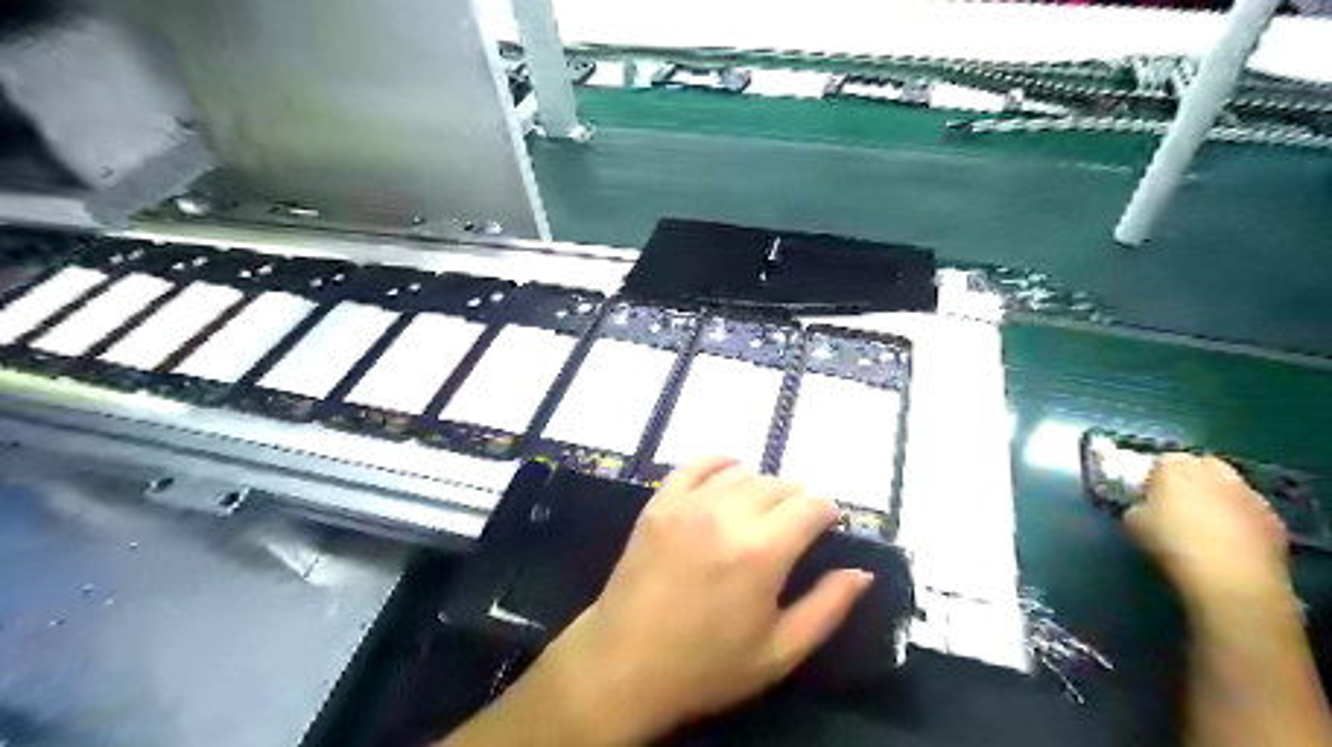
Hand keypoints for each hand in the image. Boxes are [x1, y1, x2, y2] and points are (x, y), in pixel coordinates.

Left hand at [530, 456, 874, 739]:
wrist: (625, 664)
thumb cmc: (707, 666)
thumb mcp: (779, 652)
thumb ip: (827, 608)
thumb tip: (862, 572)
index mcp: (762, 552)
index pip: (810, 508)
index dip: (827, 513)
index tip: (828, 526)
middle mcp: (728, 516)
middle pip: (778, 485)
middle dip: (796, 500)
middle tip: (795, 523)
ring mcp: (689, 504)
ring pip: (741, 473)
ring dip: (761, 485)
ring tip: (762, 508)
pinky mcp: (660, 503)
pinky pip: (695, 465)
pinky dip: (718, 462)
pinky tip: (729, 471)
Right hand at [1120, 453, 1291, 608]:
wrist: (1230, 579)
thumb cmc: (1171, 545)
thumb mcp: (1132, 522)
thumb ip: (1138, 505)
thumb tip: (1145, 506)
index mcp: (1176, 468)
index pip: (1162, 460)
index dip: (1155, 475)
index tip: (1148, 493)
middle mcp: (1215, 473)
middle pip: (1202, 465)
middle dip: (1191, 478)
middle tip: (1177, 502)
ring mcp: (1249, 494)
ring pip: (1229, 487)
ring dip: (1217, 497)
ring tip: (1205, 524)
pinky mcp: (1273, 519)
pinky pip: (1248, 510)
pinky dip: (1239, 518)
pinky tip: (1228, 541)